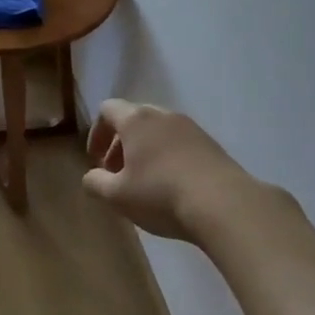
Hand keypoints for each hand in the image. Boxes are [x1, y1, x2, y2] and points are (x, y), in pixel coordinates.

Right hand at [83, 100, 272, 239]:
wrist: (224, 204)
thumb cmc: (160, 194)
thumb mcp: (117, 196)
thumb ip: (96, 183)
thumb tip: (91, 177)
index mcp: (136, 120)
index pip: (108, 109)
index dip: (97, 133)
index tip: (96, 160)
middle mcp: (164, 115)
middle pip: (134, 118)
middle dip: (120, 143)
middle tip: (117, 173)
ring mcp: (191, 128)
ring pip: (159, 131)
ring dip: (145, 150)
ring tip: (144, 182)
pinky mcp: (212, 145)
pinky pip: (180, 143)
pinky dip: (168, 157)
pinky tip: (171, 186)